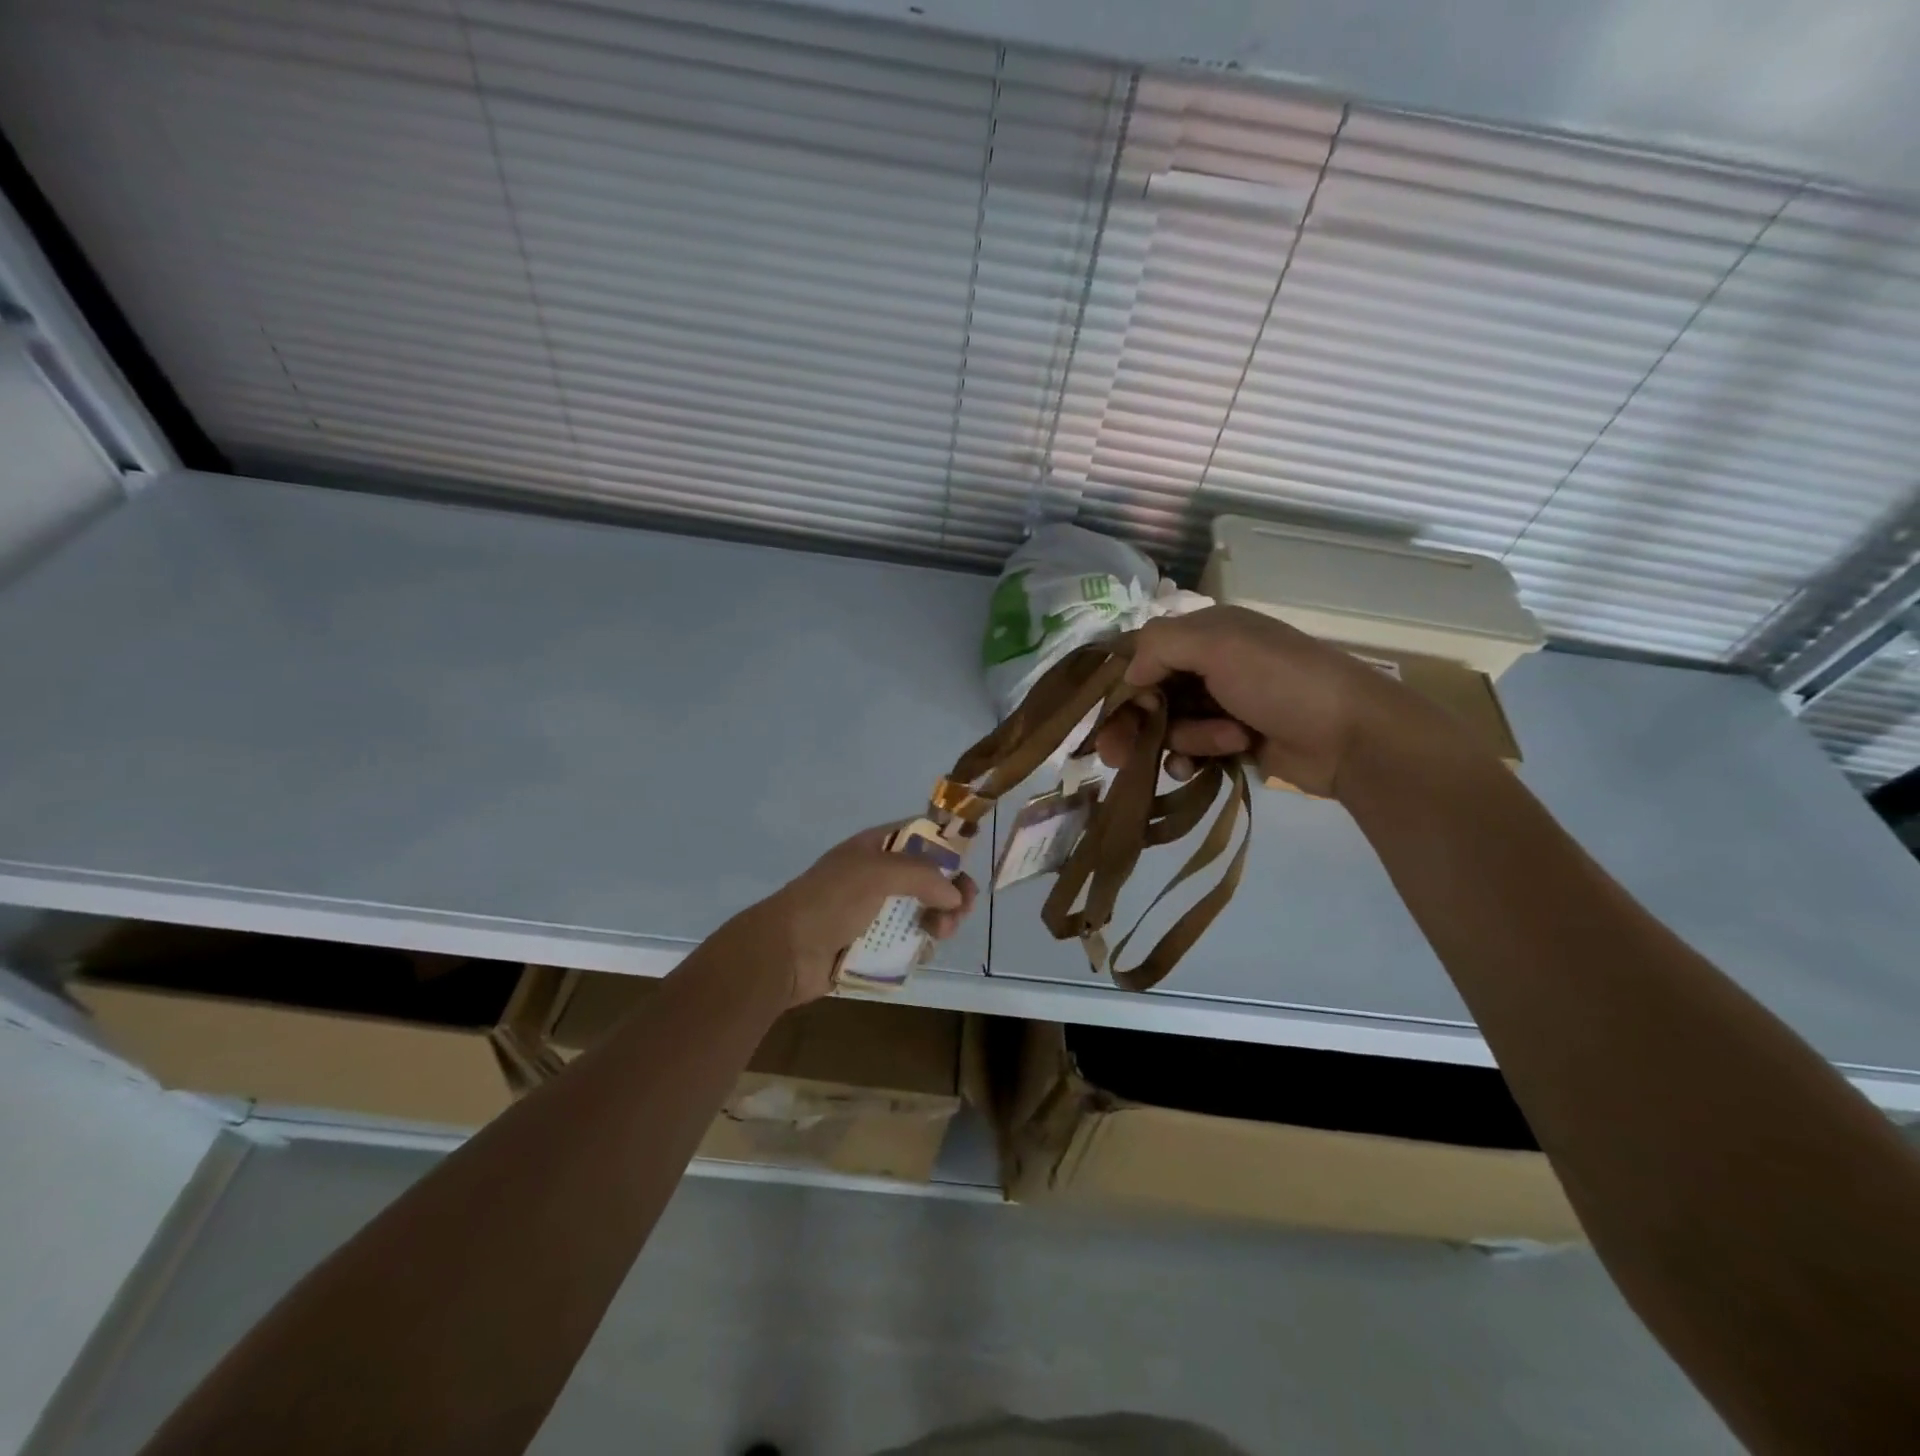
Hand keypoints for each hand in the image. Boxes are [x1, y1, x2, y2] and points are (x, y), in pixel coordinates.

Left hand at [735, 825, 977, 1005]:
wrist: (786, 952)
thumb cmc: (830, 901)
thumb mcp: (877, 873)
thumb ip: (923, 875)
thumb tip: (955, 894)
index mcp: (875, 848)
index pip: (920, 834)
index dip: (947, 843)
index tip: (969, 862)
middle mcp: (878, 875)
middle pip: (929, 876)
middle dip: (951, 890)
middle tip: (961, 909)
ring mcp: (875, 911)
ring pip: (923, 910)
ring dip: (942, 919)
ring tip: (942, 933)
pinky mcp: (873, 944)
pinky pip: (909, 939)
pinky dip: (923, 942)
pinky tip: (927, 949)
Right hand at [1095, 605, 1468, 796]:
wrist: (1350, 736)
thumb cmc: (1281, 681)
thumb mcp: (1218, 645)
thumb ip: (1160, 646)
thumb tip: (1129, 676)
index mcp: (1207, 632)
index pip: (1144, 652)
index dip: (1121, 682)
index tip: (1109, 712)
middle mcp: (1210, 664)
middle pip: (1150, 694)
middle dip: (1136, 722)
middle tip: (1115, 755)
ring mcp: (1222, 704)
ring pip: (1169, 725)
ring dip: (1184, 738)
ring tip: (1220, 743)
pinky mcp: (1232, 740)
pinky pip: (1191, 750)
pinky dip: (1193, 757)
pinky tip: (1203, 766)